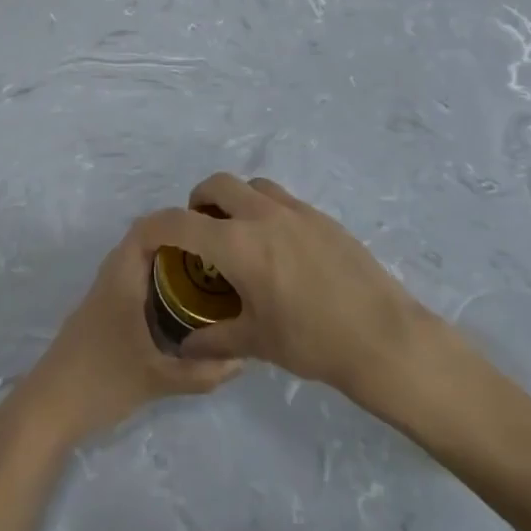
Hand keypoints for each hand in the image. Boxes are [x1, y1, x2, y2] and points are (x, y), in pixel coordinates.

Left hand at [7, 211, 241, 449]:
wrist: (48, 408)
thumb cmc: (102, 382)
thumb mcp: (158, 380)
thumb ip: (202, 372)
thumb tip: (243, 360)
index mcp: (122, 280)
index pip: (145, 229)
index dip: (175, 221)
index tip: (210, 229)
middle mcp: (110, 278)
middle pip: (143, 242)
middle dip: (178, 242)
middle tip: (215, 254)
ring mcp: (101, 296)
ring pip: (136, 263)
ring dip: (165, 262)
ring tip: (203, 275)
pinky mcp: (99, 313)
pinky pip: (130, 281)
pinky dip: (153, 281)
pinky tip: (176, 306)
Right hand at [174, 174, 459, 399]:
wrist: (383, 337)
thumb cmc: (313, 342)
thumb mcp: (257, 342)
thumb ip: (214, 339)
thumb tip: (186, 346)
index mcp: (238, 245)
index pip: (180, 222)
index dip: (155, 226)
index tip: (147, 238)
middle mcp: (263, 216)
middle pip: (217, 184)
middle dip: (198, 201)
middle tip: (200, 233)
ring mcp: (297, 211)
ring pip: (252, 185)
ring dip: (234, 199)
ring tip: (238, 235)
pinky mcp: (322, 217)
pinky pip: (282, 199)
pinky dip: (265, 210)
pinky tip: (277, 248)